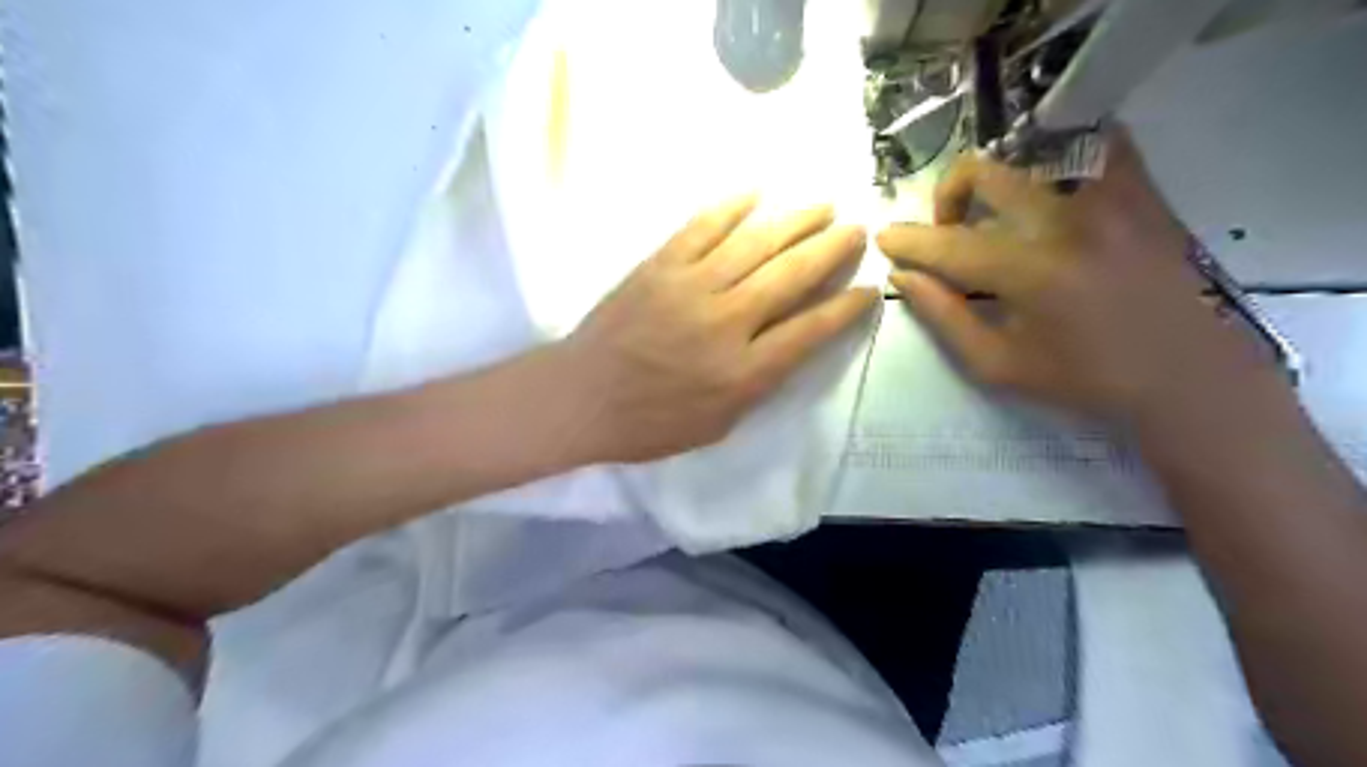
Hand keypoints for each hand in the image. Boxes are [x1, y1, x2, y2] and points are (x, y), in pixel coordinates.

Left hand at [557, 196, 868, 465]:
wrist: (581, 398)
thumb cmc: (650, 424)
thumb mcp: (718, 425)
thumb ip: (757, 385)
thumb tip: (787, 345)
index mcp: (745, 372)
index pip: (811, 330)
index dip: (847, 307)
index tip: (870, 288)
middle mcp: (728, 322)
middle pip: (792, 276)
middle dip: (831, 250)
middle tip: (857, 230)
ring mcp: (692, 287)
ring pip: (756, 243)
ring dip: (795, 221)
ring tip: (823, 206)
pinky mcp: (660, 266)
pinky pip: (702, 227)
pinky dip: (731, 207)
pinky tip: (756, 192)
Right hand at [874, 132, 1281, 431]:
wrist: (1182, 375)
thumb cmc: (1081, 380)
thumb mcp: (997, 364)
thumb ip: (944, 316)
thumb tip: (903, 276)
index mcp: (1029, 272)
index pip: (948, 243)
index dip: (908, 240)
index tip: (884, 238)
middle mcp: (1066, 221)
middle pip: (985, 174)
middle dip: (947, 197)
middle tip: (946, 231)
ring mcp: (1109, 199)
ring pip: (1030, 158)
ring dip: (995, 184)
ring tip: (996, 219)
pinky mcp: (1139, 194)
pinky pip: (1093, 148)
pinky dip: (1058, 159)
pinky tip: (1047, 190)